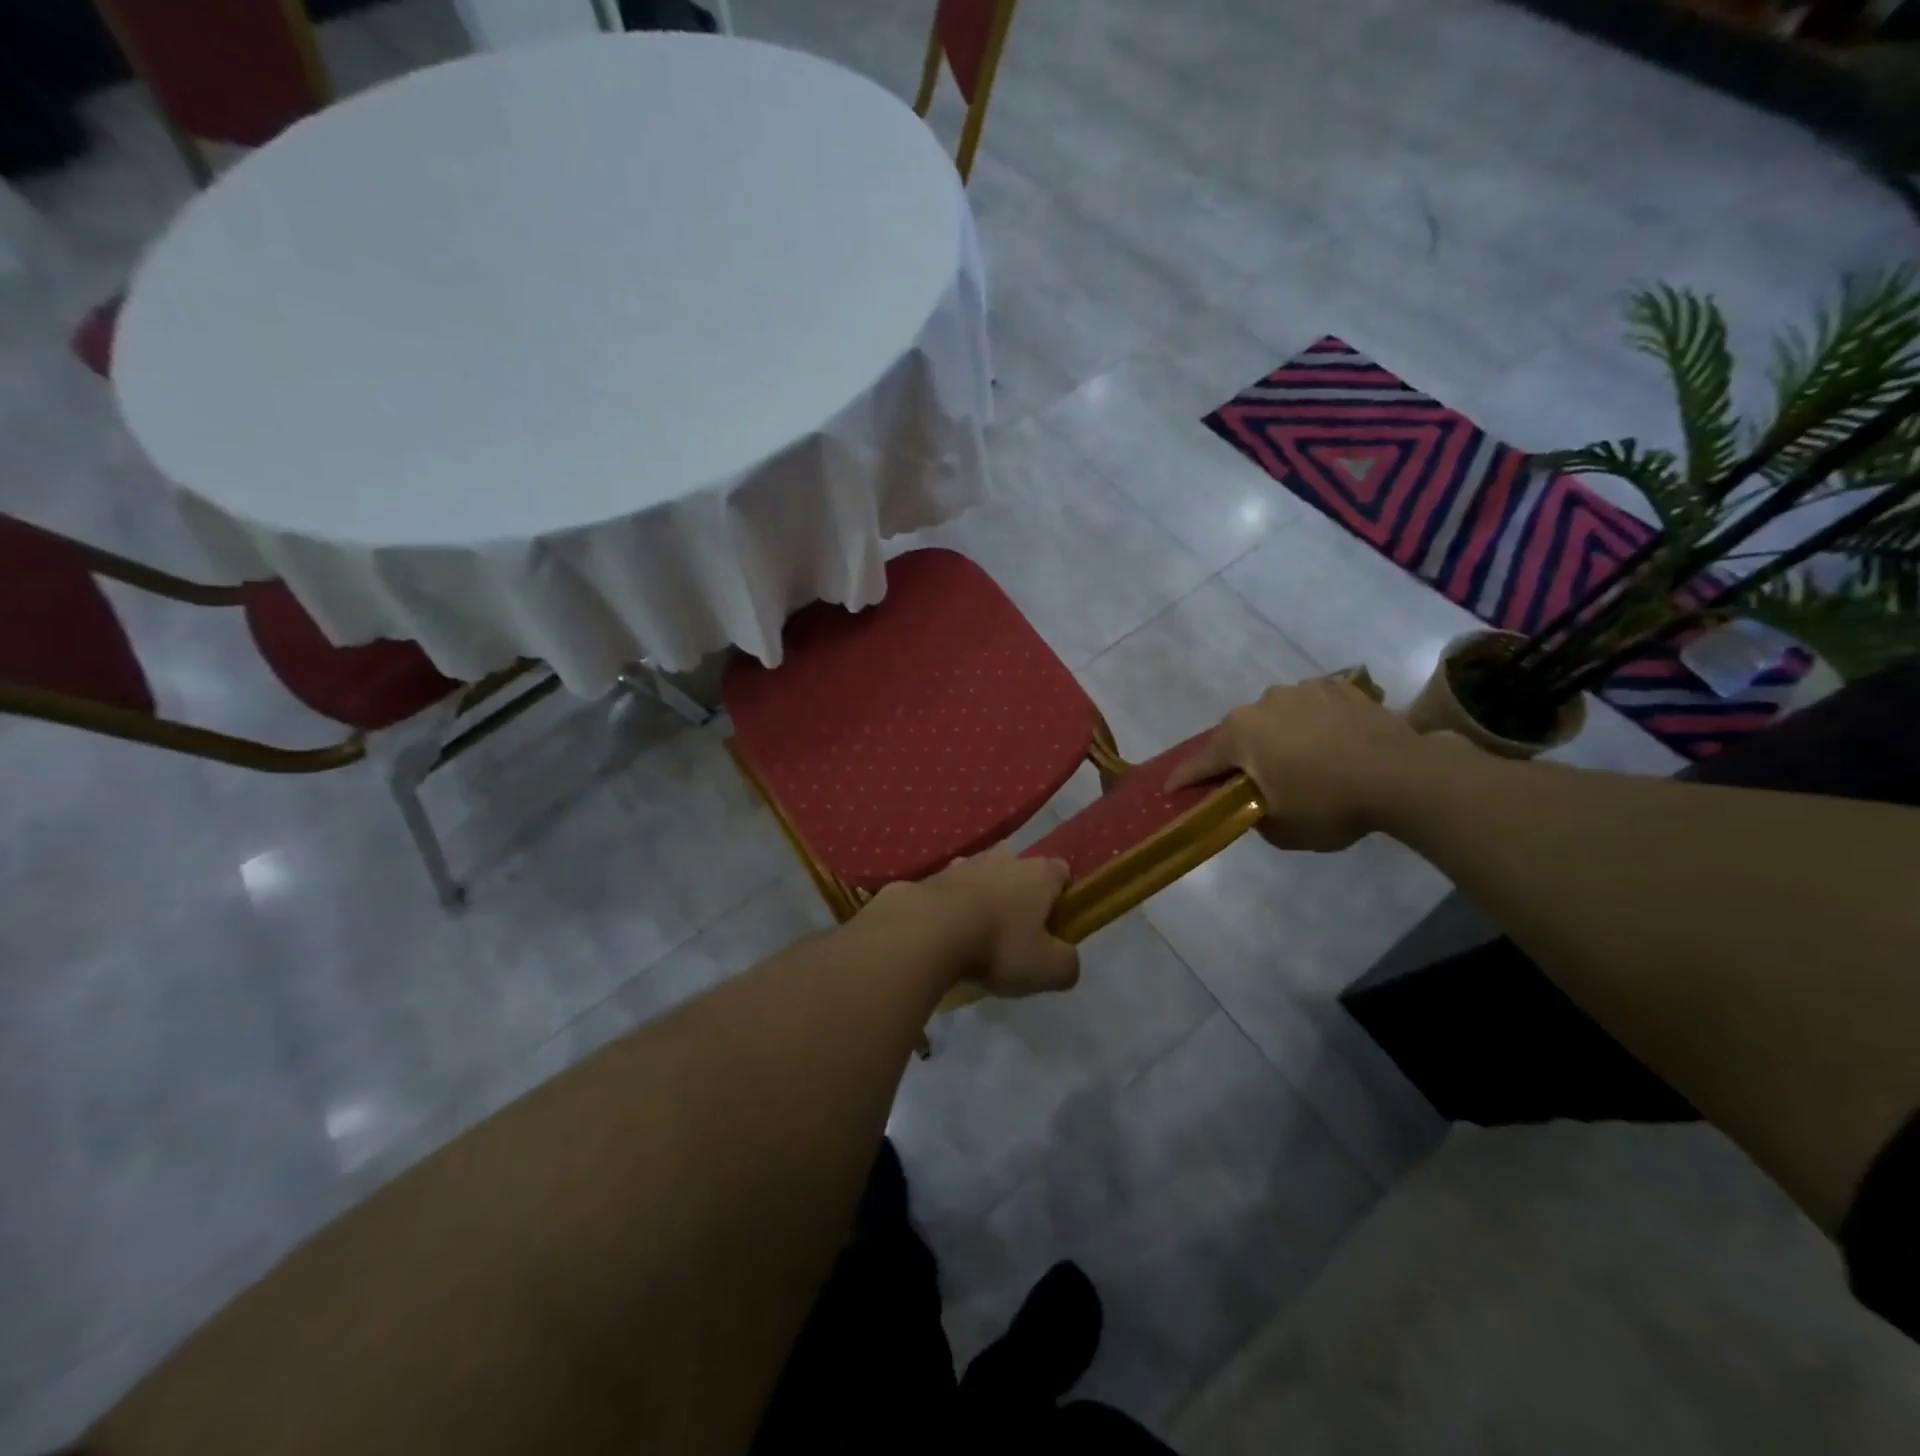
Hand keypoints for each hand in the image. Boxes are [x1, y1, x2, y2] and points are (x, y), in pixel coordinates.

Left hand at [882, 849, 1080, 998]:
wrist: (927, 931)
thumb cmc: (998, 945)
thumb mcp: (1048, 969)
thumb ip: (1067, 964)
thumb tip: (1067, 961)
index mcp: (1038, 873)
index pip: (1061, 873)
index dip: (1061, 898)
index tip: (1055, 927)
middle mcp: (1004, 858)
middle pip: (1020, 871)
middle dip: (1020, 896)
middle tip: (1016, 933)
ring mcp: (964, 863)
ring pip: (983, 877)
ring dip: (984, 899)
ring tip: (978, 935)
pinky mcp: (931, 877)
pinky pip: (950, 891)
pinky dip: (952, 907)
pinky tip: (947, 935)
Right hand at [1165, 677, 1429, 850]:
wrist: (1403, 776)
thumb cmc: (1331, 805)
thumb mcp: (1282, 830)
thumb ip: (1252, 816)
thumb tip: (1252, 804)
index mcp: (1240, 735)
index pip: (1200, 763)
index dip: (1183, 780)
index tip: (1170, 791)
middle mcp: (1261, 704)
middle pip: (1237, 735)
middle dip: (1238, 756)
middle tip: (1250, 780)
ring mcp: (1301, 690)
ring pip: (1274, 717)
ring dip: (1276, 736)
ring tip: (1299, 759)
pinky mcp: (1337, 687)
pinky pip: (1310, 707)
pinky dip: (1310, 724)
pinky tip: (1329, 742)